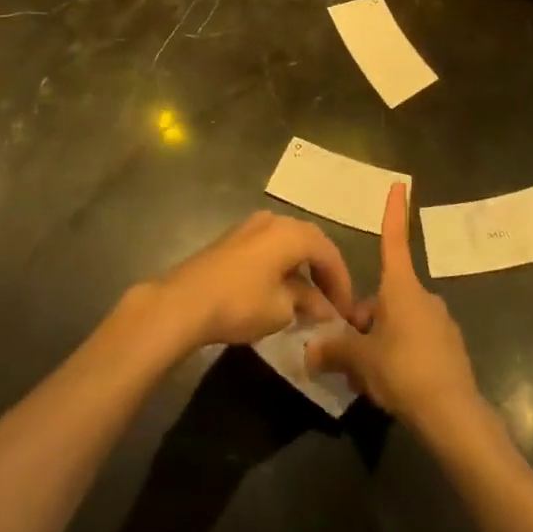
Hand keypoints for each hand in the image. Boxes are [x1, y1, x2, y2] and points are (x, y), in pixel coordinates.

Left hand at [145, 211, 357, 355]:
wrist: (185, 301)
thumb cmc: (241, 302)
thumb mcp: (282, 308)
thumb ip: (308, 303)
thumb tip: (324, 307)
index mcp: (291, 232)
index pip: (328, 252)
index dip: (342, 282)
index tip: (347, 311)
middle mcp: (273, 220)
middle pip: (309, 242)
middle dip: (324, 273)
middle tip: (333, 303)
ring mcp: (250, 227)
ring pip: (288, 244)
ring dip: (302, 270)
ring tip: (310, 300)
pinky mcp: (233, 240)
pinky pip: (269, 248)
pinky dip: (282, 267)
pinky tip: (282, 291)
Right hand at [307, 183, 481, 432]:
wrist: (453, 415)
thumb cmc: (402, 371)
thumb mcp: (359, 360)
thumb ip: (333, 350)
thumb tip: (310, 350)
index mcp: (401, 288)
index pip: (393, 241)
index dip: (394, 213)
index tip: (400, 184)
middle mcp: (423, 298)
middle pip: (384, 297)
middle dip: (363, 319)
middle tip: (346, 353)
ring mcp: (440, 324)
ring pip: (398, 323)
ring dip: (379, 340)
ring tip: (365, 378)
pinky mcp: (450, 350)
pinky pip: (415, 343)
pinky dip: (400, 356)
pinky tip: (392, 387)